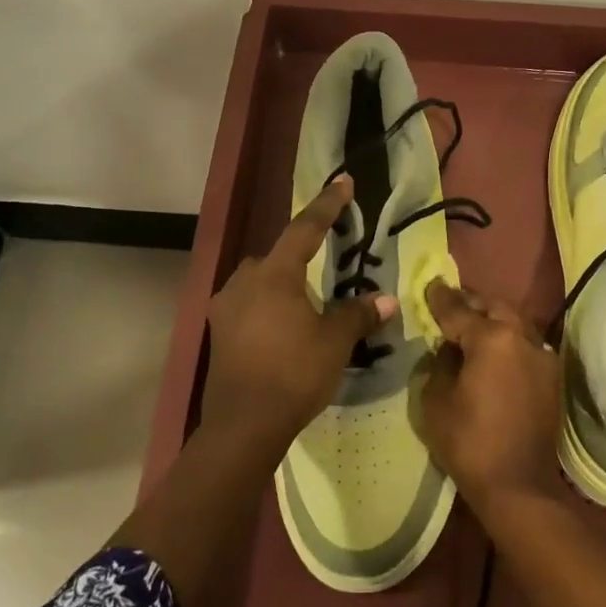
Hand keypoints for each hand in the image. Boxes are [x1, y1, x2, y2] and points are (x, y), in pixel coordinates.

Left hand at [201, 175, 396, 452]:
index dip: (327, 205)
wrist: (244, 424)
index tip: (343, 182)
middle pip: (277, 256)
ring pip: (259, 281)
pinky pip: (248, 305)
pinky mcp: (219, 332)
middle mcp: (244, 282)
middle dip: (300, 256)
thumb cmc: (293, 373)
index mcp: (274, 275)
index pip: (305, 229)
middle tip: (325, 270)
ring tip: (306, 306)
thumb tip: (385, 300)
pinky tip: (283, 329)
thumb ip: (358, 315)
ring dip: (282, 285)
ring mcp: (226, 307)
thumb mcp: (334, 341)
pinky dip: (268, 307)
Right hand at [419, 281, 561, 509]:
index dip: (440, 298)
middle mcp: (522, 337)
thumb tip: (449, 349)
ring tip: (471, 324)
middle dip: (471, 302)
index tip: (430, 284)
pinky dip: (508, 340)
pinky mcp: (551, 376)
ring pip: (515, 322)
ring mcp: (542, 356)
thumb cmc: (469, 442)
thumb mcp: (436, 399)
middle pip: (494, 307)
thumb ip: (441, 364)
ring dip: (493, 319)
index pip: (458, 310)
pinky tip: (494, 351)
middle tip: (450, 303)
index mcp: (492, 338)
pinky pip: (526, 344)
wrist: (518, 485)